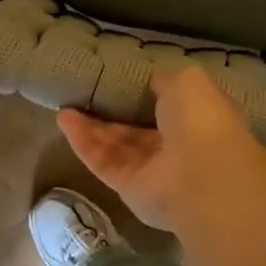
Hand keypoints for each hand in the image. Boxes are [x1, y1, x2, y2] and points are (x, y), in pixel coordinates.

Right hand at [57, 65, 265, 230]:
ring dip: (90, 126)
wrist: (202, 176)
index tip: (119, 78)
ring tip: (65, 106)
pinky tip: (64, 120)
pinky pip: (103, 161)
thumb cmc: (200, 120)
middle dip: (111, 113)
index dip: (144, 93)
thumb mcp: (187, 81)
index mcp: (196, 118)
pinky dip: (83, 142)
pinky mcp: (129, 187)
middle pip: (136, 128)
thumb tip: (151, 80)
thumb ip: (165, 80)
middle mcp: (175, 144)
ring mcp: (152, 169)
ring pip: (115, 145)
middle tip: (84, 94)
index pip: (168, 105)